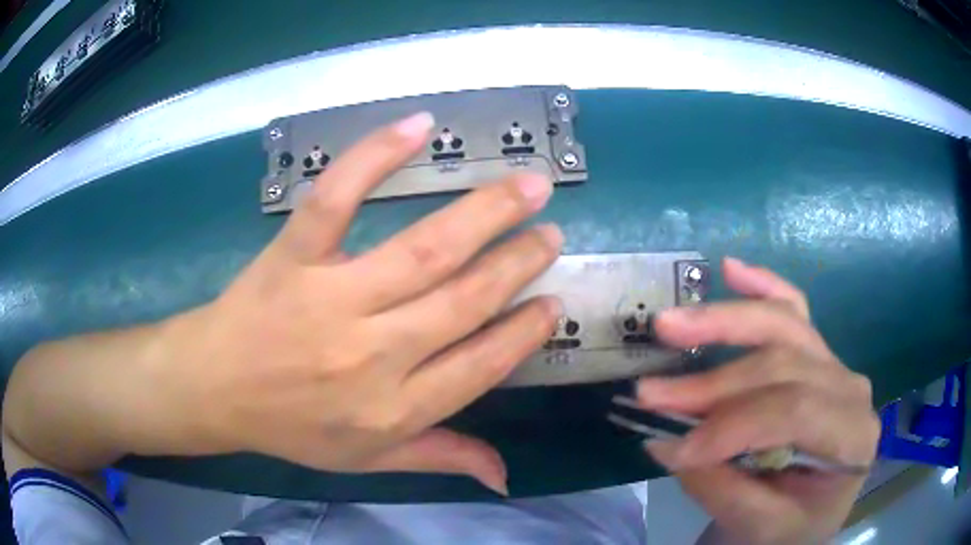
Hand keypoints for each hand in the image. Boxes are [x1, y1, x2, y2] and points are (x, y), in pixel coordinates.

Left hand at [149, 112, 562, 493]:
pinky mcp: (293, 255)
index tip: (552, 301)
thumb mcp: (366, 460)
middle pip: (464, 300)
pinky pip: (337, 199)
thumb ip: (440, 458)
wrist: (215, 388)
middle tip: (551, 230)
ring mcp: (331, 298)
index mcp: (392, 409)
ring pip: (424, 249)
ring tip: (528, 185)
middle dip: (518, 262)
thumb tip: (505, 477)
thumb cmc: (291, 426)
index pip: (480, 365)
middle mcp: (372, 354)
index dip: (523, 331)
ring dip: (485, 213)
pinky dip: (375, 157)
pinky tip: (418, 126)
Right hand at [636, 258, 879, 543]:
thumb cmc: (790, 529)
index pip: (794, 412)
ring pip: (784, 325)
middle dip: (713, 382)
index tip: (673, 450)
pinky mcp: (816, 354)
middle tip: (651, 393)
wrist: (805, 520)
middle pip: (783, 363)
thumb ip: (721, 487)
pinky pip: (793, 308)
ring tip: (670, 324)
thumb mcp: (759, 526)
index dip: (731, 427)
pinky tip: (731, 268)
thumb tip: (668, 443)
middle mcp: (850, 388)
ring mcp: (834, 363)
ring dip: (724, 322)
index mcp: (853, 435)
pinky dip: (762, 285)